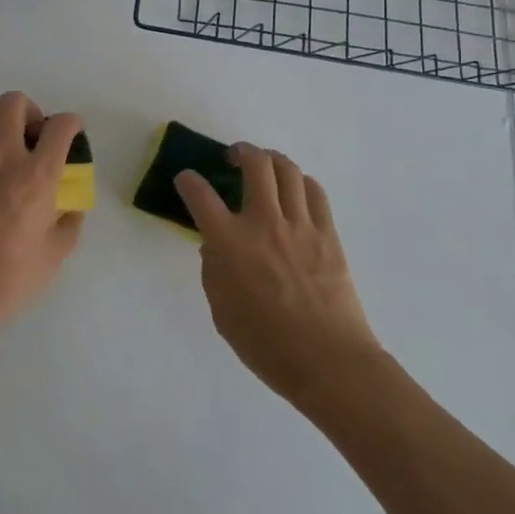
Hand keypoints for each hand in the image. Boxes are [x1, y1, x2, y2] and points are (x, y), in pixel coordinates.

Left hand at [0, 91, 84, 344]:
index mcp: (38, 176)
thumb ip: (69, 225)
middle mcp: (4, 157)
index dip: (70, 123)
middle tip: (29, 135)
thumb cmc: (8, 280)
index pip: (60, 126)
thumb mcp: (54, 256)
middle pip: (15, 102)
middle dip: (28, 111)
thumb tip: (70, 208)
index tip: (69, 133)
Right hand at [176, 145, 380, 404]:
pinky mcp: (328, 234)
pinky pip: (315, 192)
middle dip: (241, 151)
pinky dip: (302, 182)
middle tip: (234, 158)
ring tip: (265, 165)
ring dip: (272, 159)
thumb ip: (213, 271)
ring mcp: (299, 225)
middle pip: (255, 164)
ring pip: (288, 170)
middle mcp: (263, 222)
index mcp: (229, 242)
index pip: (200, 194)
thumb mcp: (222, 312)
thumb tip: (215, 247)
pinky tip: (296, 189)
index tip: (186, 180)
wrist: (328, 361)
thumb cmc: (266, 345)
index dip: (188, 181)